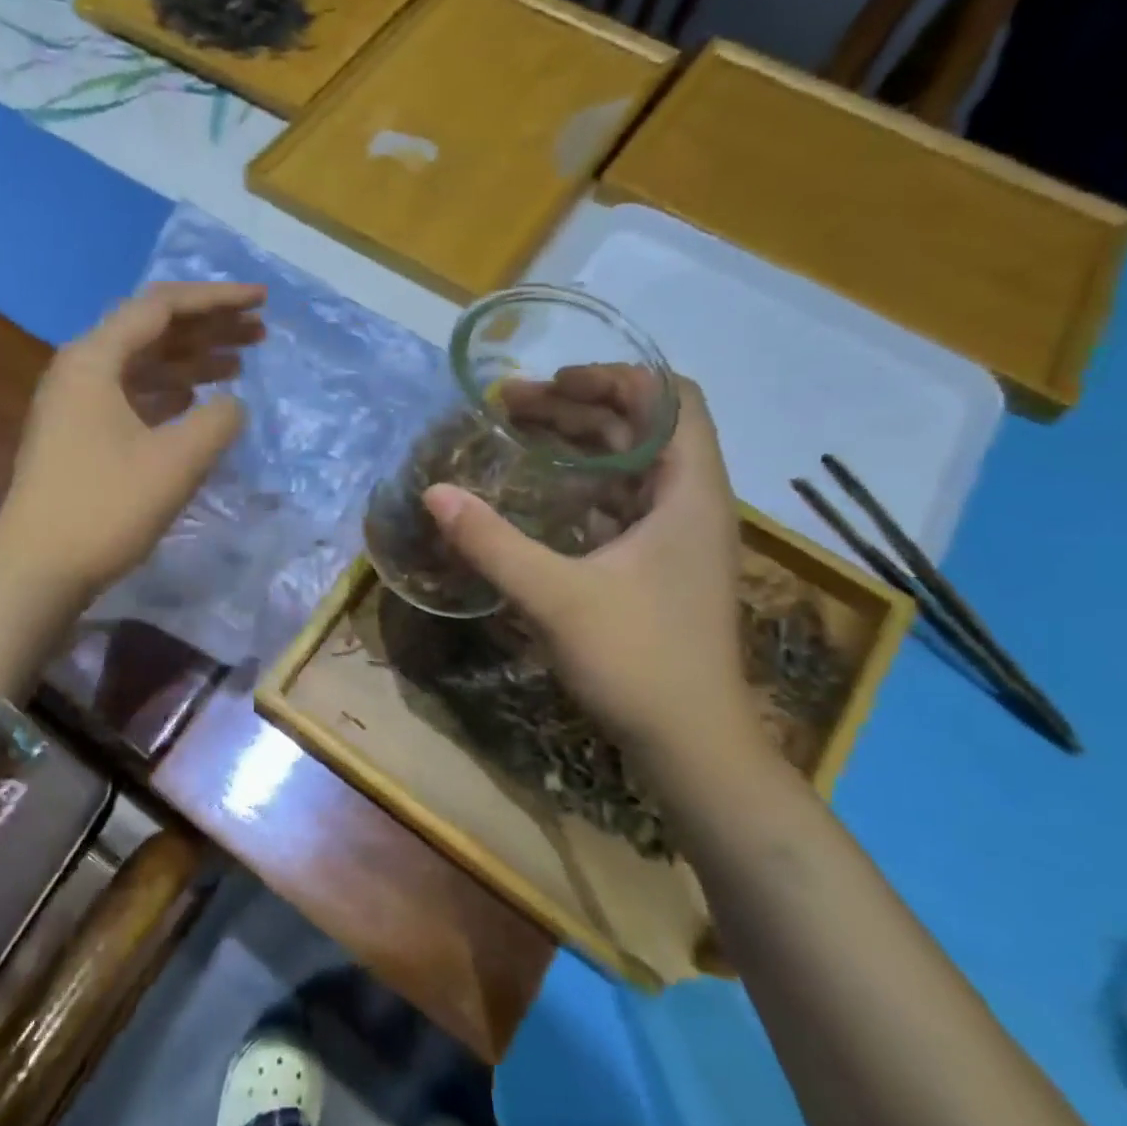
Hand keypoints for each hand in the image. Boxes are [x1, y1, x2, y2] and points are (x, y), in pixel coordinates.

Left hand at [0, 282, 264, 602]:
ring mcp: (77, 404)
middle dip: (208, 327)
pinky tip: (197, 400)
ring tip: (241, 363)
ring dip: (192, 361)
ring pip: (144, 365)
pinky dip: (170, 393)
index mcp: (95, 360)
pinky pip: (133, 396)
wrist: (37, 570)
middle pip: (152, 331)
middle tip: (259, 331)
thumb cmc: (105, 509)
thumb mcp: (175, 462)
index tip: (262, 301)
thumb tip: (232, 404)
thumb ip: (217, 422)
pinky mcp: (81, 436)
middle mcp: (81, 370)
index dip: (217, 299)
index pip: (162, 307)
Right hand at [422, 377, 753, 767]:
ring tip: (517, 440)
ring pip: (630, 469)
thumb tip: (434, 493)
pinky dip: (581, 489)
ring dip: (577, 448)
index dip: (614, 378)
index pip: (671, 400)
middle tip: (510, 410)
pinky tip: (537, 498)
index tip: (553, 383)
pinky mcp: (659, 569)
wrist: (692, 747)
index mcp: (689, 493)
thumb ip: (492, 542)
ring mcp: (677, 540)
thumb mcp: (555, 597)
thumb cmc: (638, 661)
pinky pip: (620, 506)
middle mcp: (692, 505)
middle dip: (577, 410)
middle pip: (642, 430)